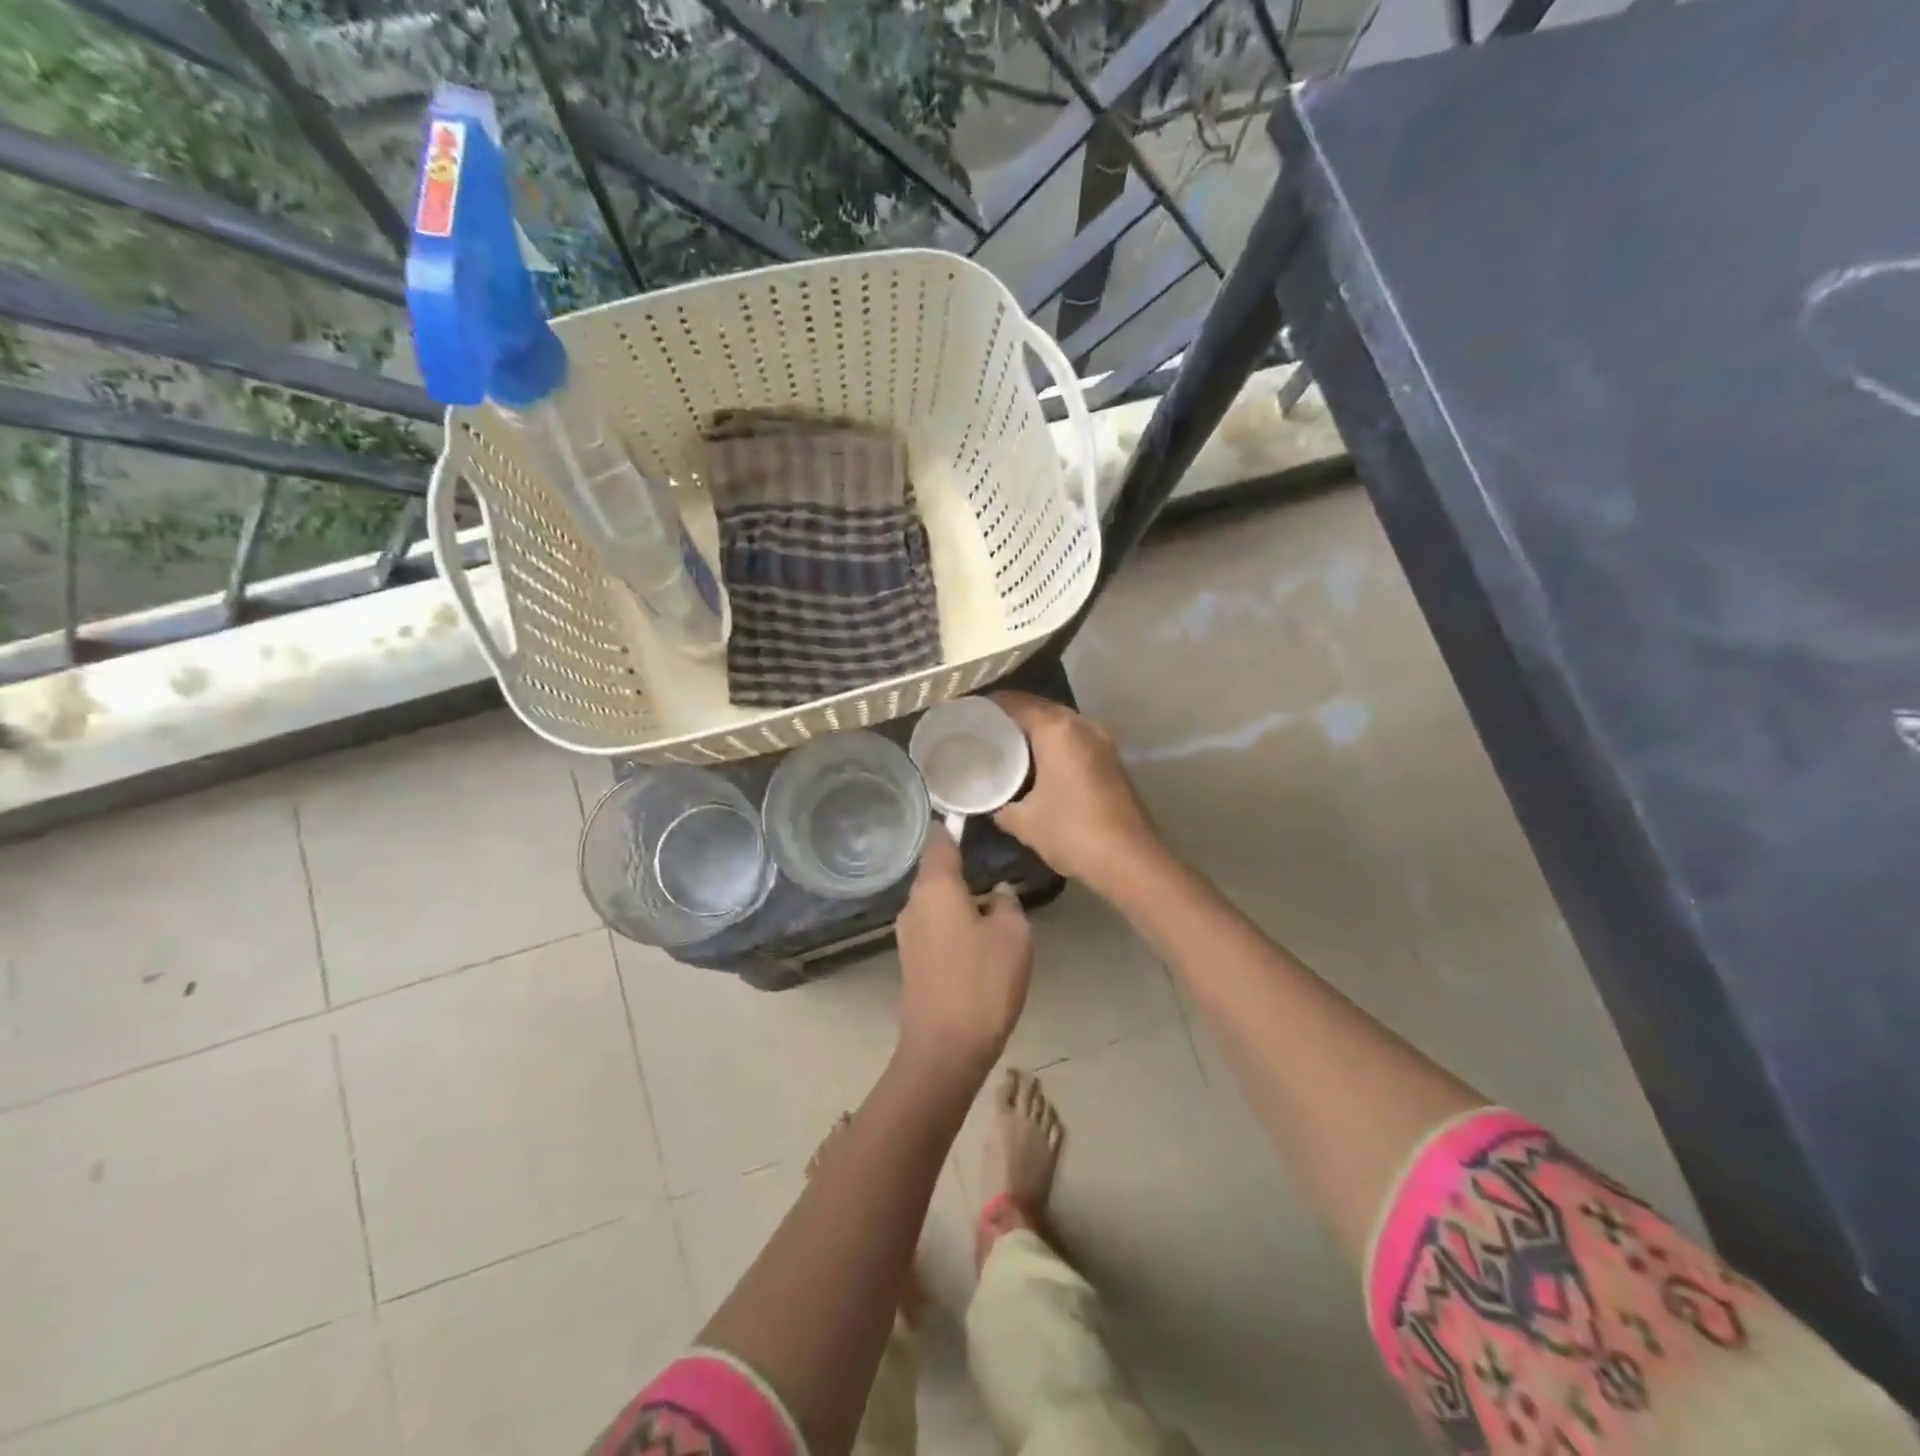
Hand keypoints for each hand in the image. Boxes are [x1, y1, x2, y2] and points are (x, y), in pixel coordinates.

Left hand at [895, 828, 1031, 1078]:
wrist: (944, 1049)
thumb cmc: (982, 982)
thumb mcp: (1013, 935)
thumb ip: (1007, 903)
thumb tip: (995, 894)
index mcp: (935, 888)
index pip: (940, 841)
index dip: (953, 826)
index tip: (970, 817)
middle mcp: (914, 904)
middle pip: (936, 872)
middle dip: (961, 866)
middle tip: (993, 863)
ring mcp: (908, 934)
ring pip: (935, 901)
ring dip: (959, 898)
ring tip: (991, 903)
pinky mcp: (911, 960)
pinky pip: (934, 926)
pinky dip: (953, 922)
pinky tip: (976, 937)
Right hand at [990, 691, 1166, 899]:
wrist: (1130, 861)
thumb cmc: (1072, 833)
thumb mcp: (1024, 822)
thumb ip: (1000, 805)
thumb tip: (990, 802)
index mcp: (1057, 730)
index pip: (1016, 702)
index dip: (989, 705)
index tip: (967, 712)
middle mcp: (1082, 725)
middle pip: (1040, 708)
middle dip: (1012, 715)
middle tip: (983, 729)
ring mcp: (1102, 741)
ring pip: (1060, 723)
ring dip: (1035, 729)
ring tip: (1006, 744)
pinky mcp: (1112, 759)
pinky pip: (1074, 739)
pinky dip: (1054, 743)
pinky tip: (1037, 763)